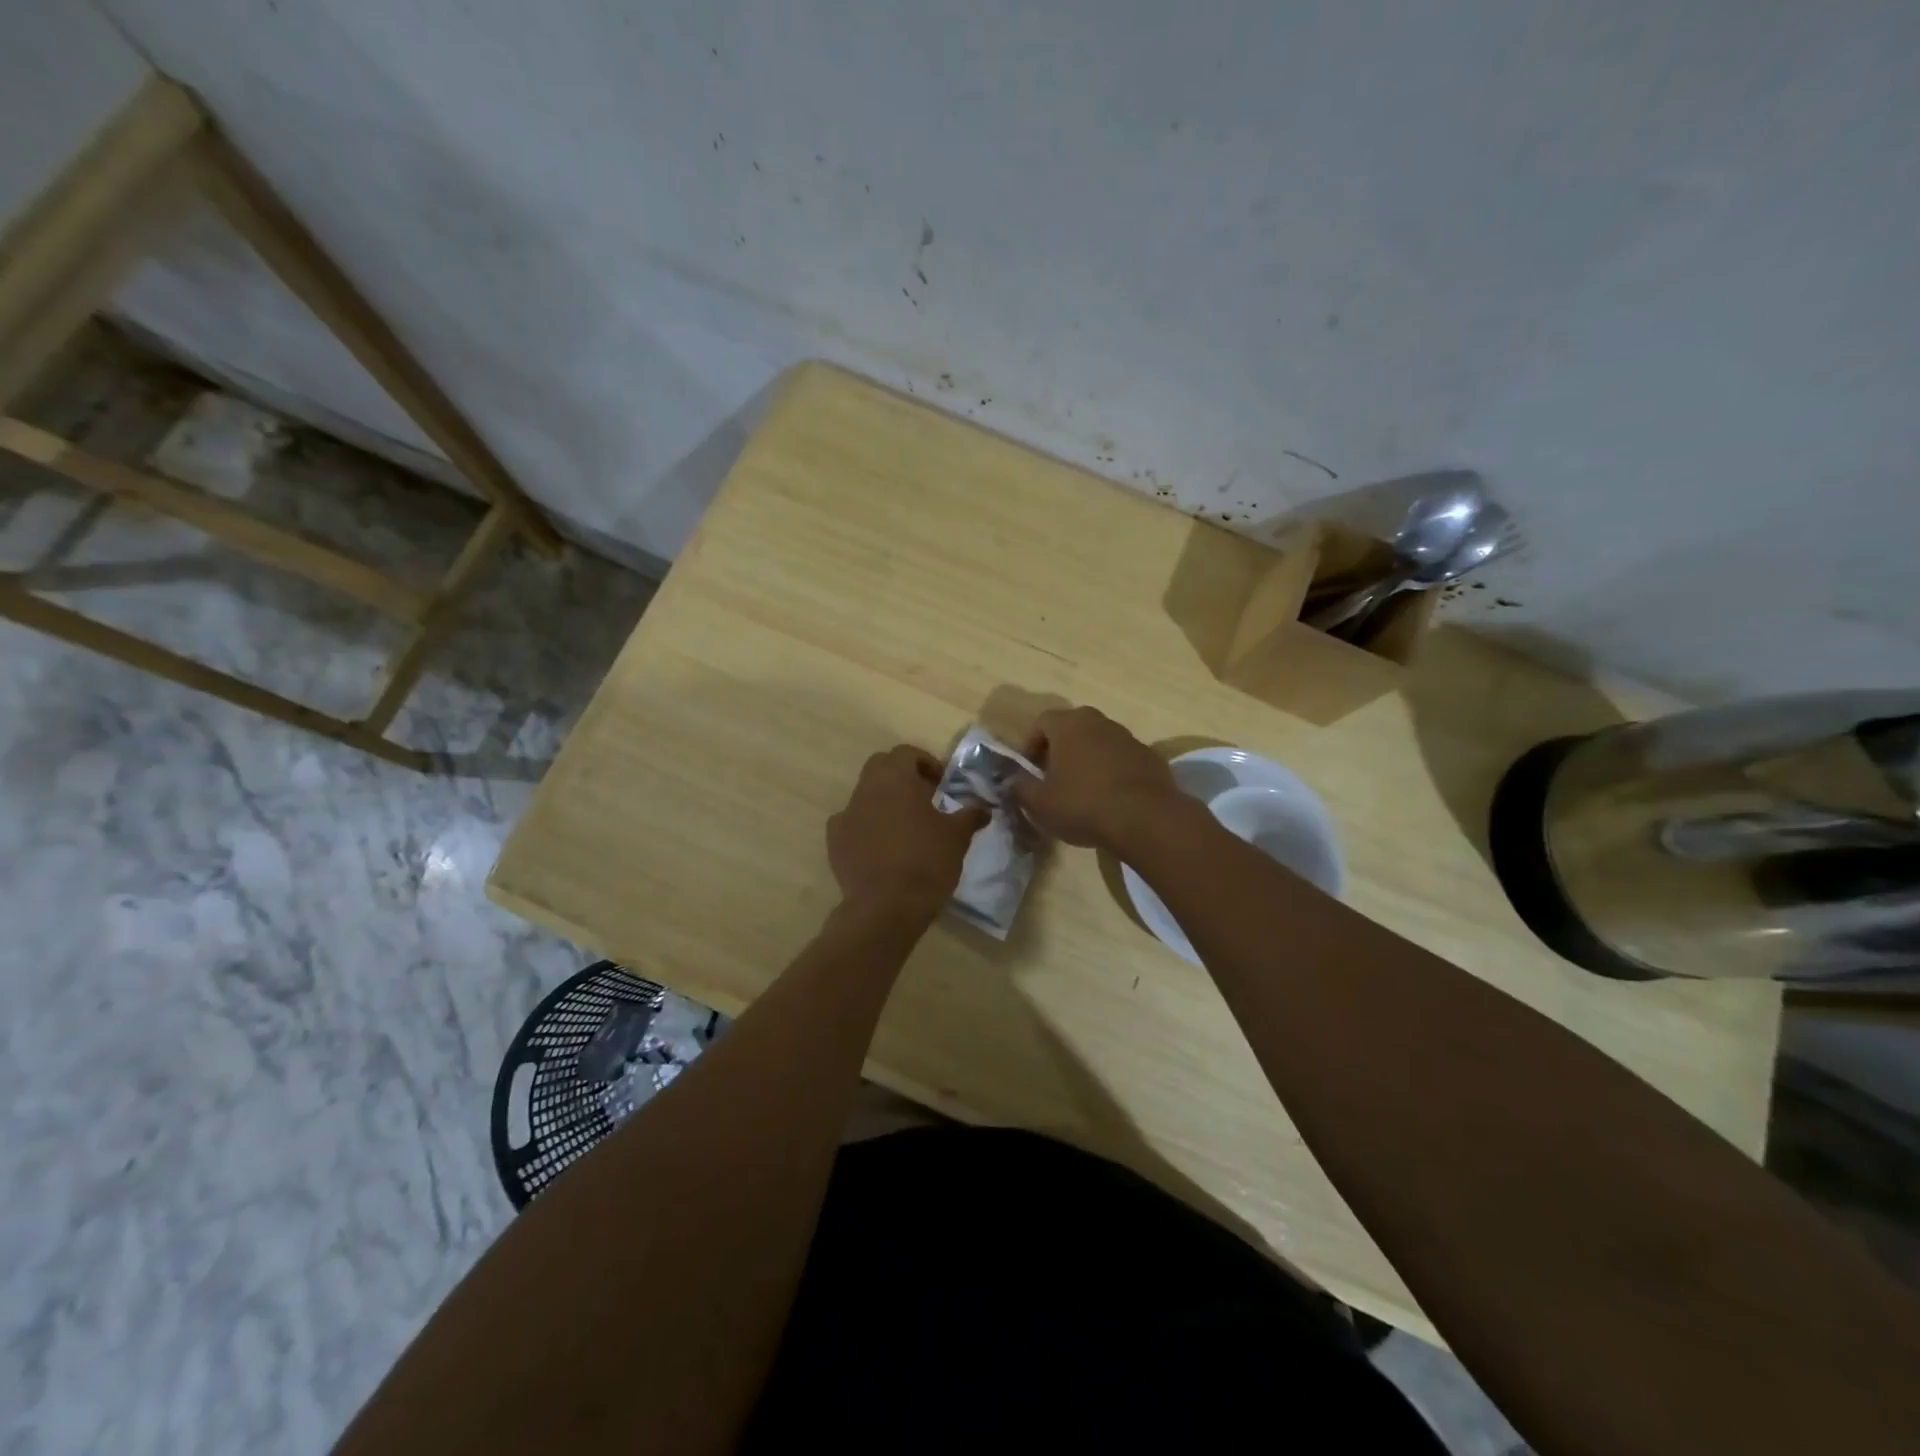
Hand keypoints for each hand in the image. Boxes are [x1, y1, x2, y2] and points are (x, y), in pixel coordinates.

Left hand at [828, 746, 988, 917]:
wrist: (886, 907)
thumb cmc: (927, 862)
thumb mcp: (958, 837)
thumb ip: (970, 815)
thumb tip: (984, 808)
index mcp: (896, 778)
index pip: (906, 753)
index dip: (926, 763)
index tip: (941, 784)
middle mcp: (866, 789)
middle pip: (881, 767)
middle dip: (901, 777)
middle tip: (924, 799)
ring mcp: (846, 814)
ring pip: (865, 795)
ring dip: (884, 802)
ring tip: (905, 827)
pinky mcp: (834, 842)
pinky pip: (851, 823)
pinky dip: (866, 827)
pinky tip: (881, 848)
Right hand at [1010, 706, 1182, 850]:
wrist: (1145, 818)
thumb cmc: (1083, 804)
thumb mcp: (1039, 803)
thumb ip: (1020, 788)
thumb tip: (1013, 781)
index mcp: (1069, 725)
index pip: (1042, 721)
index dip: (1031, 744)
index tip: (1030, 769)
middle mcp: (1100, 722)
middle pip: (1073, 728)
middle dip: (1060, 749)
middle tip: (1053, 777)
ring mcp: (1129, 738)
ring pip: (1099, 742)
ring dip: (1088, 759)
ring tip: (1083, 791)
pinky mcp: (1150, 757)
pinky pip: (1123, 759)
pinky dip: (1112, 772)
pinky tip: (1110, 799)